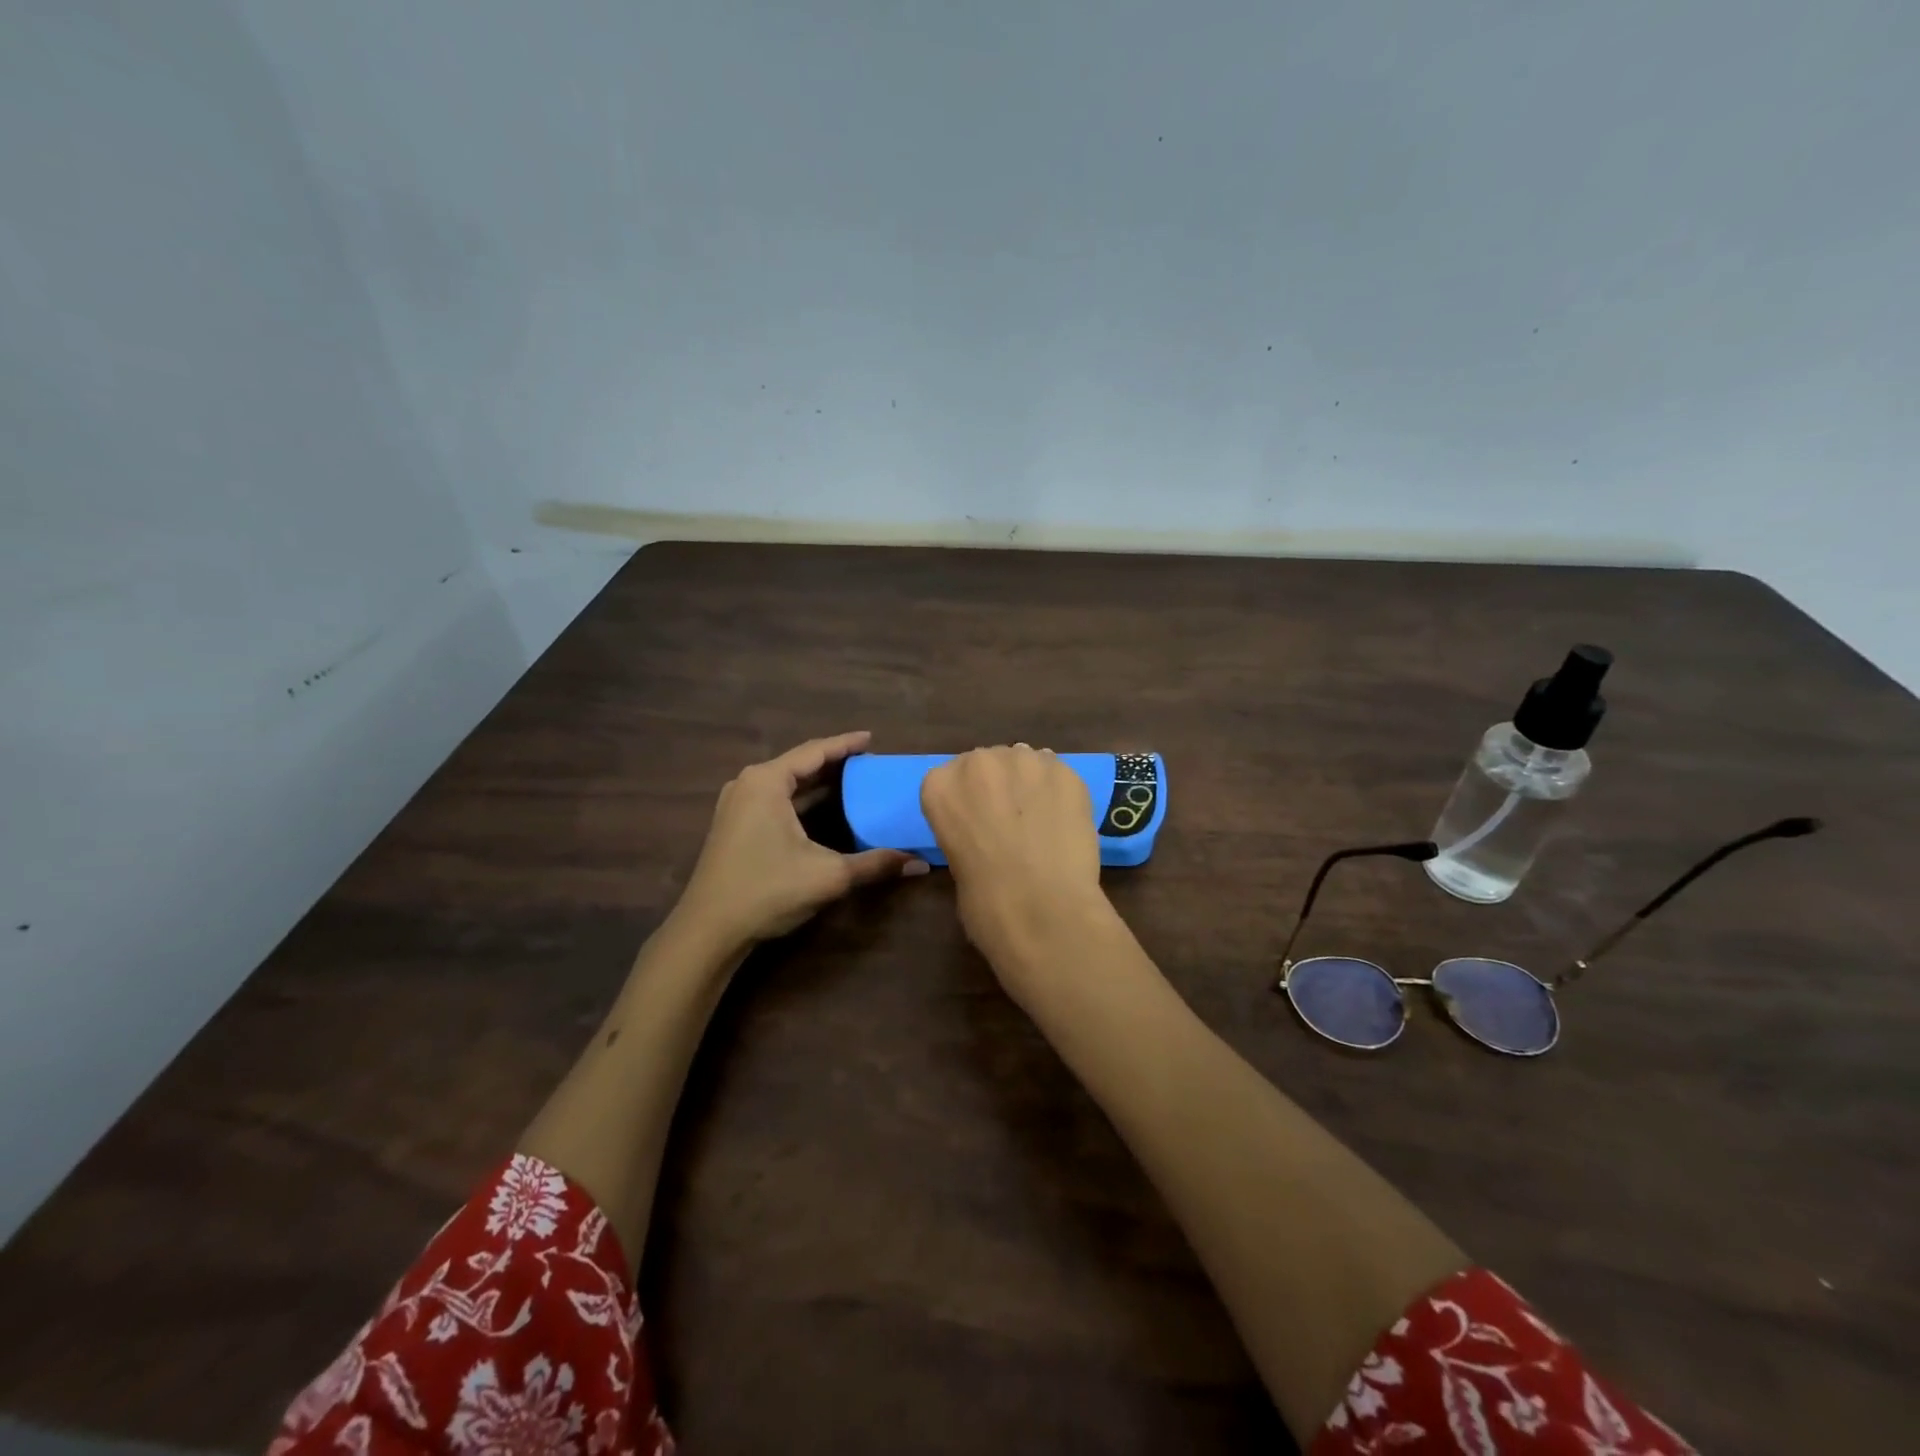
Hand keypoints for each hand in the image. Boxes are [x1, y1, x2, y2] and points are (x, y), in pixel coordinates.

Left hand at [675, 732, 927, 949]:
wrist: (709, 930)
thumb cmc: (767, 891)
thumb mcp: (828, 875)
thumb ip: (875, 864)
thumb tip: (919, 865)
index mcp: (767, 782)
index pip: (814, 752)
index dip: (846, 744)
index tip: (872, 738)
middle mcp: (748, 784)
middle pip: (798, 764)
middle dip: (833, 762)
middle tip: (868, 762)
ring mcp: (736, 805)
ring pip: (785, 782)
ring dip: (816, 781)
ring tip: (850, 779)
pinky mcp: (733, 825)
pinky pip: (773, 799)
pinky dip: (800, 798)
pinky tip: (820, 807)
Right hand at [920, 745, 1111, 995]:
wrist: (1042, 910)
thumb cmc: (985, 902)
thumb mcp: (955, 863)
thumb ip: (967, 830)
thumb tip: (990, 831)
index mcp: (940, 786)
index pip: (949, 778)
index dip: (968, 800)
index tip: (978, 822)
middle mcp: (979, 762)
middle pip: (988, 762)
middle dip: (998, 786)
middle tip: (1012, 821)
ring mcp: (1025, 761)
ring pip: (1026, 762)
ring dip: (1030, 785)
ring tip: (1042, 821)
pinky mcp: (1065, 772)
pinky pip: (1059, 774)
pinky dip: (1060, 794)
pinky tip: (1064, 822)